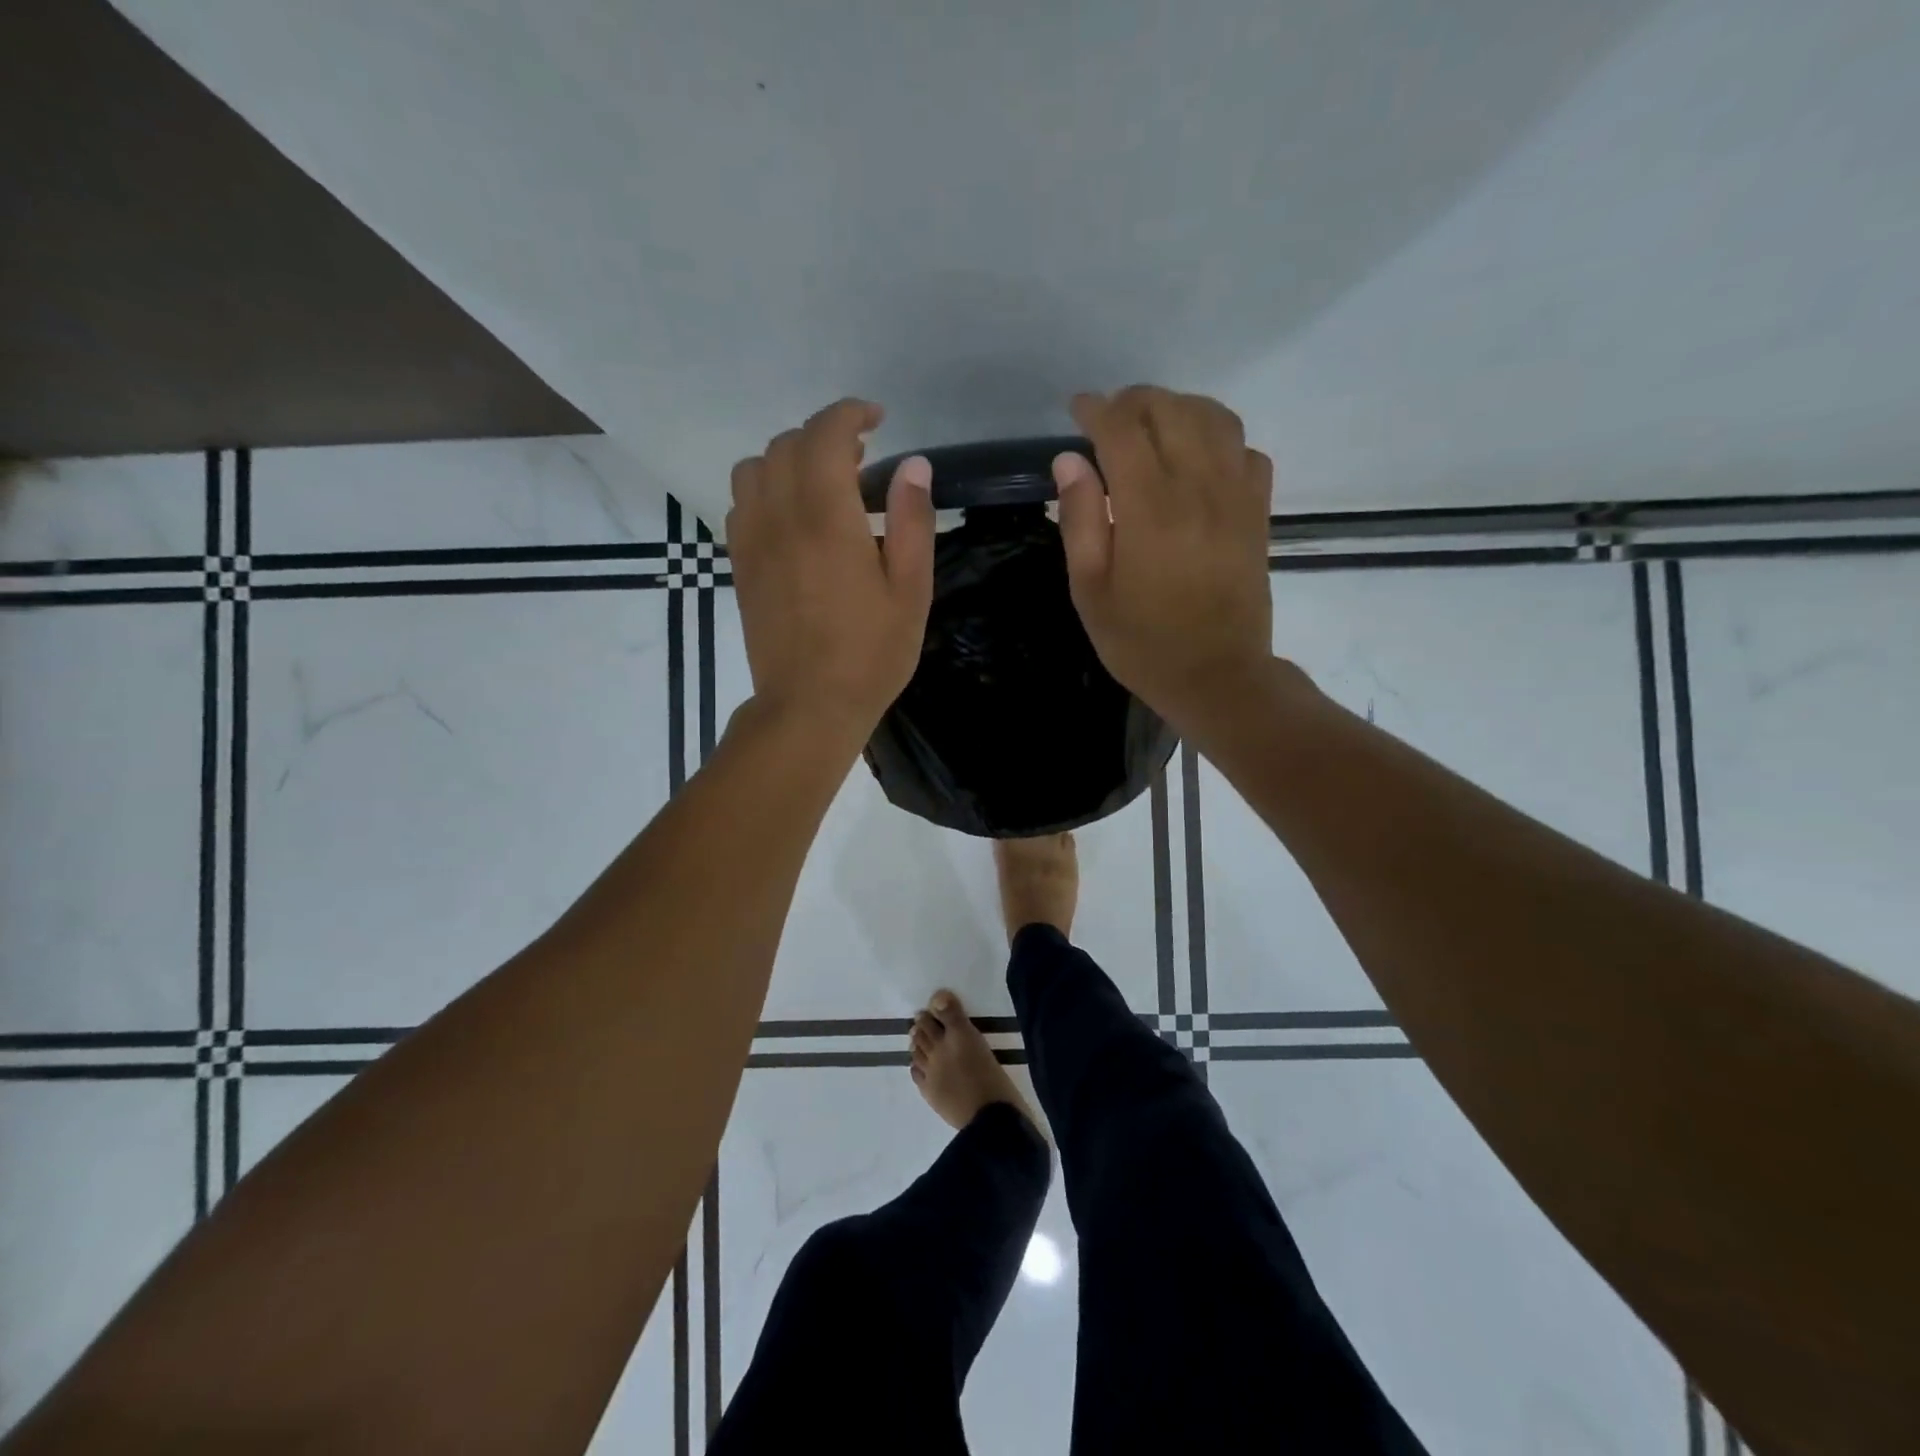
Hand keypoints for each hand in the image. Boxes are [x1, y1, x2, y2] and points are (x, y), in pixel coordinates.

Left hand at [727, 399, 934, 743]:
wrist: (808, 706)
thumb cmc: (870, 654)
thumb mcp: (910, 591)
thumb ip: (911, 522)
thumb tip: (912, 464)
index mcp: (827, 518)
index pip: (826, 434)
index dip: (850, 414)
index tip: (876, 419)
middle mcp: (780, 517)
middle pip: (787, 444)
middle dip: (824, 435)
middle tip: (861, 457)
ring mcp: (752, 540)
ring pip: (754, 468)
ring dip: (789, 459)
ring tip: (823, 484)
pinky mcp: (740, 564)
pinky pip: (741, 503)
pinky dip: (766, 489)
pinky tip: (794, 518)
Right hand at [1054, 386, 1274, 732]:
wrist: (1217, 676)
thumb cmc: (1142, 642)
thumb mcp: (1091, 591)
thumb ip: (1080, 520)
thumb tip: (1069, 459)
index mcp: (1150, 508)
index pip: (1122, 430)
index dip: (1096, 410)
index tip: (1077, 410)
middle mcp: (1198, 487)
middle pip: (1170, 410)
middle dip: (1134, 402)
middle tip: (1108, 419)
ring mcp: (1236, 495)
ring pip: (1214, 418)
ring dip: (1178, 409)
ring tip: (1152, 427)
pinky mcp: (1258, 511)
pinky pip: (1245, 449)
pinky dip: (1218, 437)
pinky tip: (1198, 458)